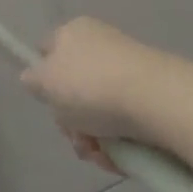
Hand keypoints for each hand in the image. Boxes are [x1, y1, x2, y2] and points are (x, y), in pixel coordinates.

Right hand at [20, 17, 176, 170]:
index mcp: (72, 32)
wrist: (160, 101)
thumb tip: (34, 80)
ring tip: (103, 156)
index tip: (50, 105)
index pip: (48, 51)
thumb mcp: (45, 82)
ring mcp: (132, 70)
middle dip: (73, 120)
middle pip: (75, 87)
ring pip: (102, 110)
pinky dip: (124, 143)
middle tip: (78, 139)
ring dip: (97, 138)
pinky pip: (130, 122)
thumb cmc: (91, 85)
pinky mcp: (158, 97)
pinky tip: (124, 159)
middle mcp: (101, 44)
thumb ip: (32, 80)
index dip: (44, 79)